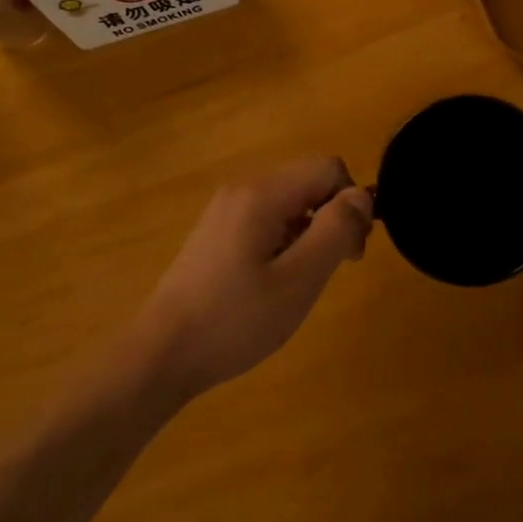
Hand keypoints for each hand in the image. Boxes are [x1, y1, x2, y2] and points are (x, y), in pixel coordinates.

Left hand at [138, 158, 373, 400]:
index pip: (328, 168)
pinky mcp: (215, 232)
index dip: (351, 204)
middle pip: (308, 181)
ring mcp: (224, 210)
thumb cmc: (235, 320)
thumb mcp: (299, 280)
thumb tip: (361, 196)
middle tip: (332, 270)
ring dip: (309, 233)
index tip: (350, 252)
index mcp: (262, 194)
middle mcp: (242, 190)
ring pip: (289, 202)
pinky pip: (266, 219)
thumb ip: (336, 230)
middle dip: (332, 218)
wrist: (161, 354)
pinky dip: (284, 241)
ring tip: (299, 283)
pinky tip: (272, 283)